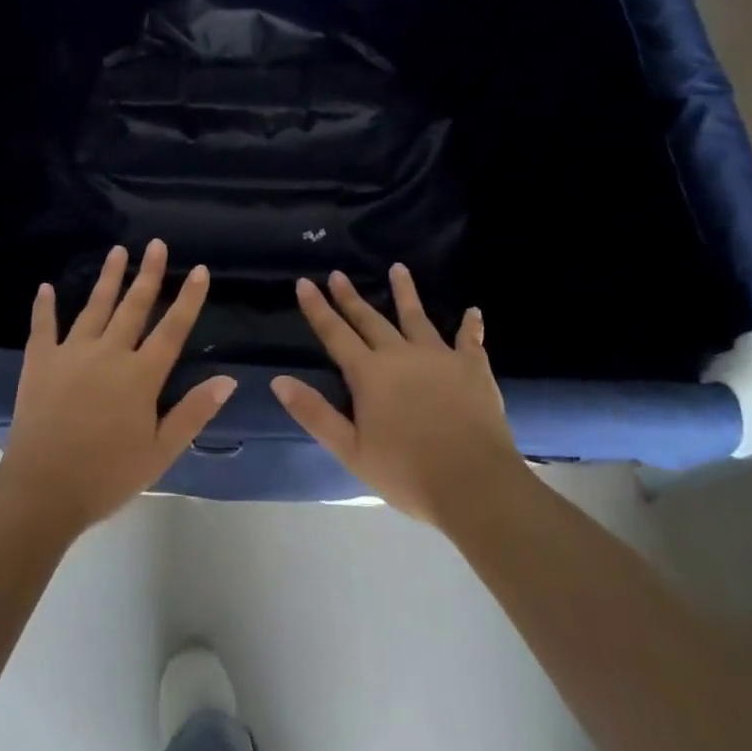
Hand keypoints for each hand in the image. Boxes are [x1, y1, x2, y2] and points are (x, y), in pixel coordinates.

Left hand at [0, 240, 235, 533]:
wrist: (42, 491)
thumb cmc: (107, 475)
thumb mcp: (161, 452)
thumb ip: (194, 412)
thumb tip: (228, 379)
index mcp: (141, 375)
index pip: (172, 328)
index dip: (188, 298)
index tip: (199, 270)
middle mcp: (109, 353)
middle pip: (134, 306)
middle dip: (148, 273)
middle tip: (156, 244)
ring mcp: (71, 354)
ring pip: (94, 307)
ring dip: (108, 278)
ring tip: (117, 250)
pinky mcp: (40, 363)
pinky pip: (43, 327)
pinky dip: (45, 307)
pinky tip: (47, 288)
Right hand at [271, 266, 523, 525]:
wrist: (473, 482)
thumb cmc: (406, 472)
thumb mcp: (350, 450)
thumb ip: (314, 413)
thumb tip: (278, 380)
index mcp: (369, 374)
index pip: (335, 334)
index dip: (318, 309)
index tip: (305, 282)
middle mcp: (400, 354)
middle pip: (370, 319)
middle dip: (351, 297)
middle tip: (338, 274)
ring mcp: (439, 356)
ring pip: (417, 317)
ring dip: (405, 292)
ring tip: (398, 268)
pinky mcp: (472, 367)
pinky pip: (469, 339)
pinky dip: (470, 325)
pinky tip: (473, 311)